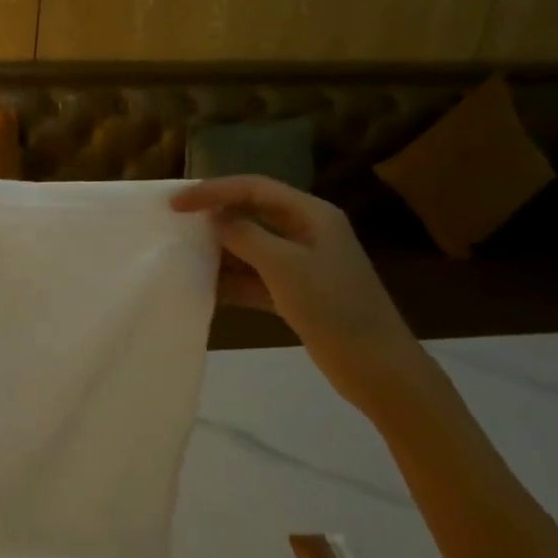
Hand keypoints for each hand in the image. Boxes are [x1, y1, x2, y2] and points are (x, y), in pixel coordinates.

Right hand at [171, 176, 434, 417]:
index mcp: (312, 214)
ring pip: (252, 245)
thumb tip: (214, 219)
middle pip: (252, 212)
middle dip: (215, 216)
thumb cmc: (334, 308)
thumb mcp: (284, 266)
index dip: (213, 191)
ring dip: (221, 249)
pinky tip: (206, 287)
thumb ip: (244, 236)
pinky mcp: (298, 293)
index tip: (177, 204)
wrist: (380, 370)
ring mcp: (303, 264)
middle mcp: (307, 232)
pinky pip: (256, 276)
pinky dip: (232, 279)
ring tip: (184, 253)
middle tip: (177, 223)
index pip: (254, 188)